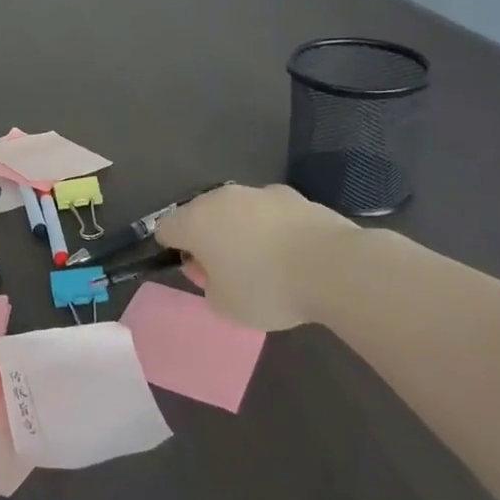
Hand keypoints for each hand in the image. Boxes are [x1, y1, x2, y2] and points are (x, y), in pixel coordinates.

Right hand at [153, 182, 358, 330]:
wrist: (333, 267)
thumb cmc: (267, 288)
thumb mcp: (224, 306)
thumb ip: (208, 285)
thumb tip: (212, 269)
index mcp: (195, 221)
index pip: (166, 229)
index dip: (174, 251)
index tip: (197, 273)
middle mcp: (221, 198)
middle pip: (202, 215)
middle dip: (209, 239)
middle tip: (228, 272)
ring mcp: (259, 192)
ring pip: (238, 211)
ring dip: (241, 231)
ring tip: (266, 264)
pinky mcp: (293, 196)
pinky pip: (270, 213)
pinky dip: (273, 229)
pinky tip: (293, 254)